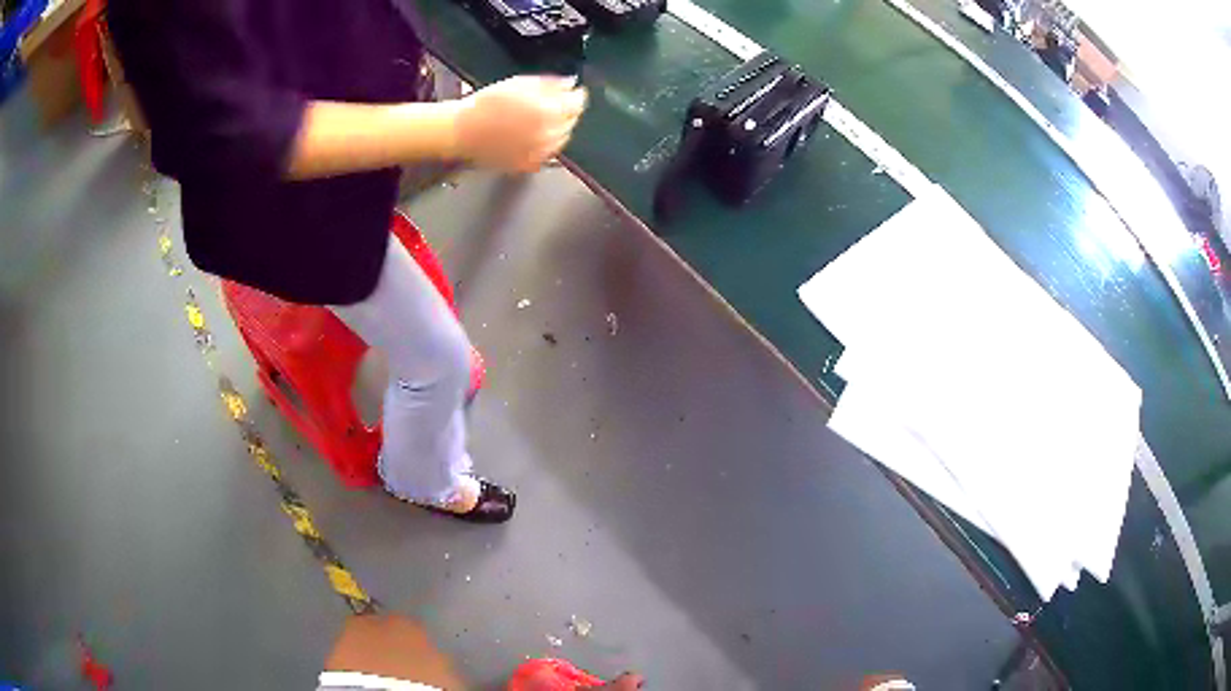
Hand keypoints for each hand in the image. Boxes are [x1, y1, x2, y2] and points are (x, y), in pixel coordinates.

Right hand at [452, 75, 587, 172]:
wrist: (461, 131)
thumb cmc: (485, 105)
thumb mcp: (519, 83)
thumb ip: (550, 84)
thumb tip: (570, 84)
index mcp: (548, 111)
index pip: (577, 103)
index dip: (577, 95)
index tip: (574, 91)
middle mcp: (548, 134)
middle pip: (571, 121)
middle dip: (566, 110)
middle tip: (554, 103)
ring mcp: (539, 152)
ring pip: (562, 138)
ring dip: (558, 127)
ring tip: (539, 118)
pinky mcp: (530, 164)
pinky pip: (548, 152)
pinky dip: (546, 142)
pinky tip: (531, 134)